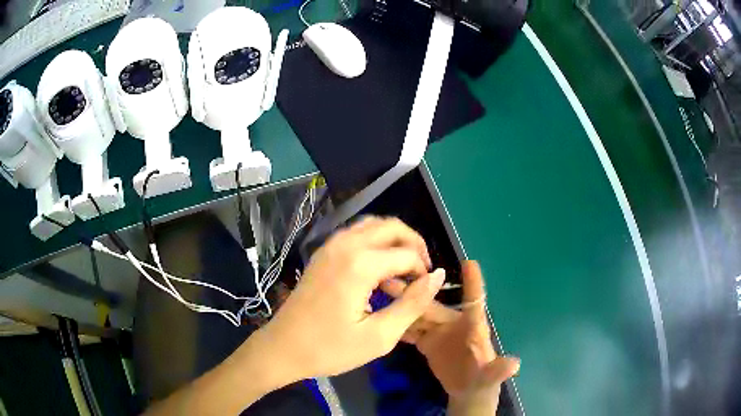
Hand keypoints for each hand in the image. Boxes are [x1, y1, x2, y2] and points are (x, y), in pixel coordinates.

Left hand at [256, 217, 446, 383]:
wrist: (283, 348)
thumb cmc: (330, 349)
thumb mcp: (379, 336)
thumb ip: (413, 303)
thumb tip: (438, 276)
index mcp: (360, 264)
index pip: (407, 254)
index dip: (423, 272)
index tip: (426, 294)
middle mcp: (345, 244)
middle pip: (392, 226)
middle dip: (414, 244)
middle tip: (422, 273)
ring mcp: (330, 246)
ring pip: (373, 225)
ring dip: (394, 241)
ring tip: (404, 270)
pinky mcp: (323, 253)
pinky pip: (356, 234)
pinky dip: (375, 243)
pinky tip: (378, 270)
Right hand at [382, 261, 519, 412]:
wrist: (467, 391)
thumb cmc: (484, 378)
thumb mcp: (491, 376)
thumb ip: (499, 370)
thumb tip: (515, 365)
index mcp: (473, 327)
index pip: (474, 302)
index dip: (473, 284)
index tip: (469, 262)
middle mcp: (453, 324)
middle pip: (433, 306)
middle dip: (415, 292)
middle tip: (391, 279)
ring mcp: (438, 332)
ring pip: (418, 315)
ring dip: (402, 304)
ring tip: (380, 292)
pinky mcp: (426, 342)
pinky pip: (411, 330)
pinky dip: (398, 323)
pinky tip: (381, 315)